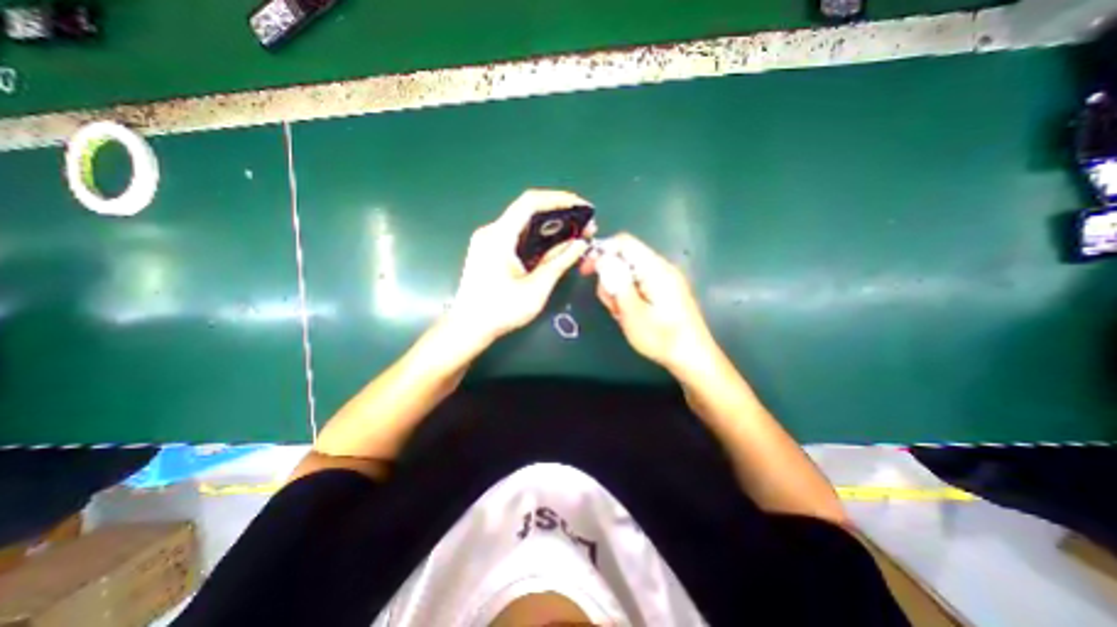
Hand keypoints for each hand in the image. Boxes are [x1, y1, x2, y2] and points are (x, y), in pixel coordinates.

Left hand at [447, 188, 596, 345]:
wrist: (468, 327)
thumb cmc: (501, 310)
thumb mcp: (536, 288)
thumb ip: (558, 263)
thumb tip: (580, 244)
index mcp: (499, 236)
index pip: (530, 203)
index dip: (559, 199)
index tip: (582, 207)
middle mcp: (492, 232)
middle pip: (529, 212)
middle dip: (560, 215)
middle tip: (585, 226)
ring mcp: (489, 241)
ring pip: (524, 224)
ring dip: (551, 228)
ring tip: (576, 236)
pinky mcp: (490, 250)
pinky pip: (518, 236)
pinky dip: (538, 238)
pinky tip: (555, 247)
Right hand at [585, 233, 714, 372]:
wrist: (693, 357)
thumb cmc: (662, 338)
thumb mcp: (633, 313)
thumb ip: (617, 283)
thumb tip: (603, 258)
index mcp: (654, 269)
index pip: (624, 243)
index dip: (602, 251)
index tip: (587, 271)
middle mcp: (661, 268)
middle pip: (625, 259)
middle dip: (611, 280)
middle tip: (613, 306)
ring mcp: (665, 279)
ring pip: (630, 274)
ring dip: (619, 292)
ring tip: (624, 315)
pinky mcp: (665, 290)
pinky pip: (640, 284)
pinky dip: (630, 296)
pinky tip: (633, 315)